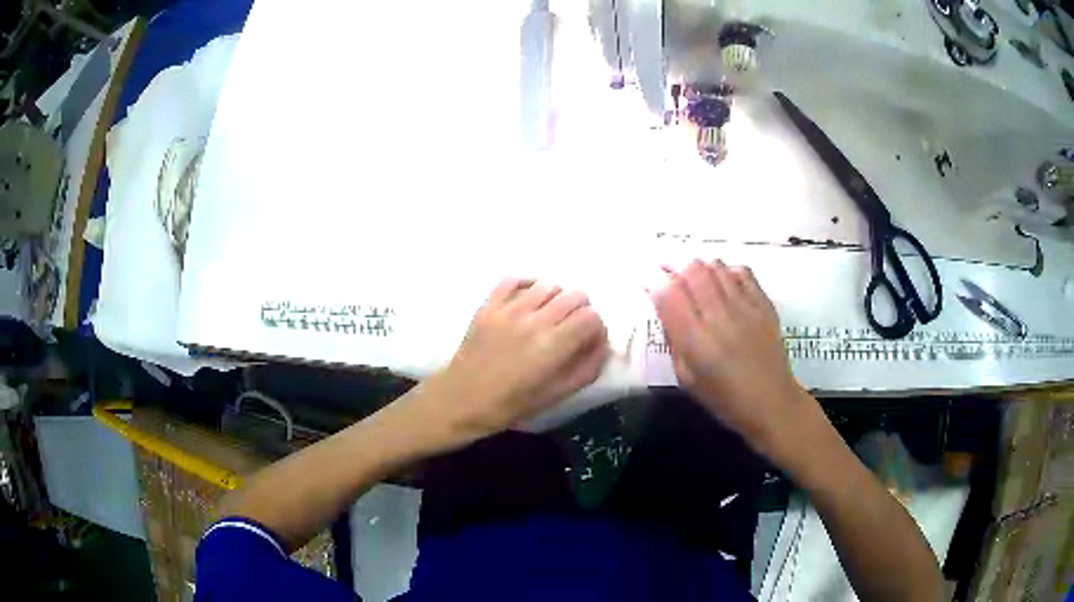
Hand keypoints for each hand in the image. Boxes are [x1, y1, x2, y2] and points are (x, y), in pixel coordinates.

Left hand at [430, 278, 608, 440]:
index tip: (588, 338)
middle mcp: (534, 321)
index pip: (591, 317)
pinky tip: (528, 300)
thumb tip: (602, 343)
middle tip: (570, 327)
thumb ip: (586, 368)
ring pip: (548, 284)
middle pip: (575, 295)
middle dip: (581, 310)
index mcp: (553, 347)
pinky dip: (527, 284)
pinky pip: (514, 279)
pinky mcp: (489, 304)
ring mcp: (509, 309)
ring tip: (548, 315)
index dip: (596, 327)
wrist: (462, 399)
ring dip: (556, 297)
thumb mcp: (556, 395)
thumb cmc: (511, 403)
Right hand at [653, 260, 811, 453]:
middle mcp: (720, 318)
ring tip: (691, 274)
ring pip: (716, 266)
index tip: (647, 280)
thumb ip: (673, 339)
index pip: (669, 294)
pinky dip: (726, 270)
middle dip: (673, 262)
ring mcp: (746, 308)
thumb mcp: (686, 378)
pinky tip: (721, 279)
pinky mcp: (764, 304)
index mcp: (697, 342)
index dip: (653, 280)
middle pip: (692, 270)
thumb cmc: (724, 399)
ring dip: (698, 265)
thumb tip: (663, 306)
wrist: (772, 403)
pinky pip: (742, 272)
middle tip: (664, 266)